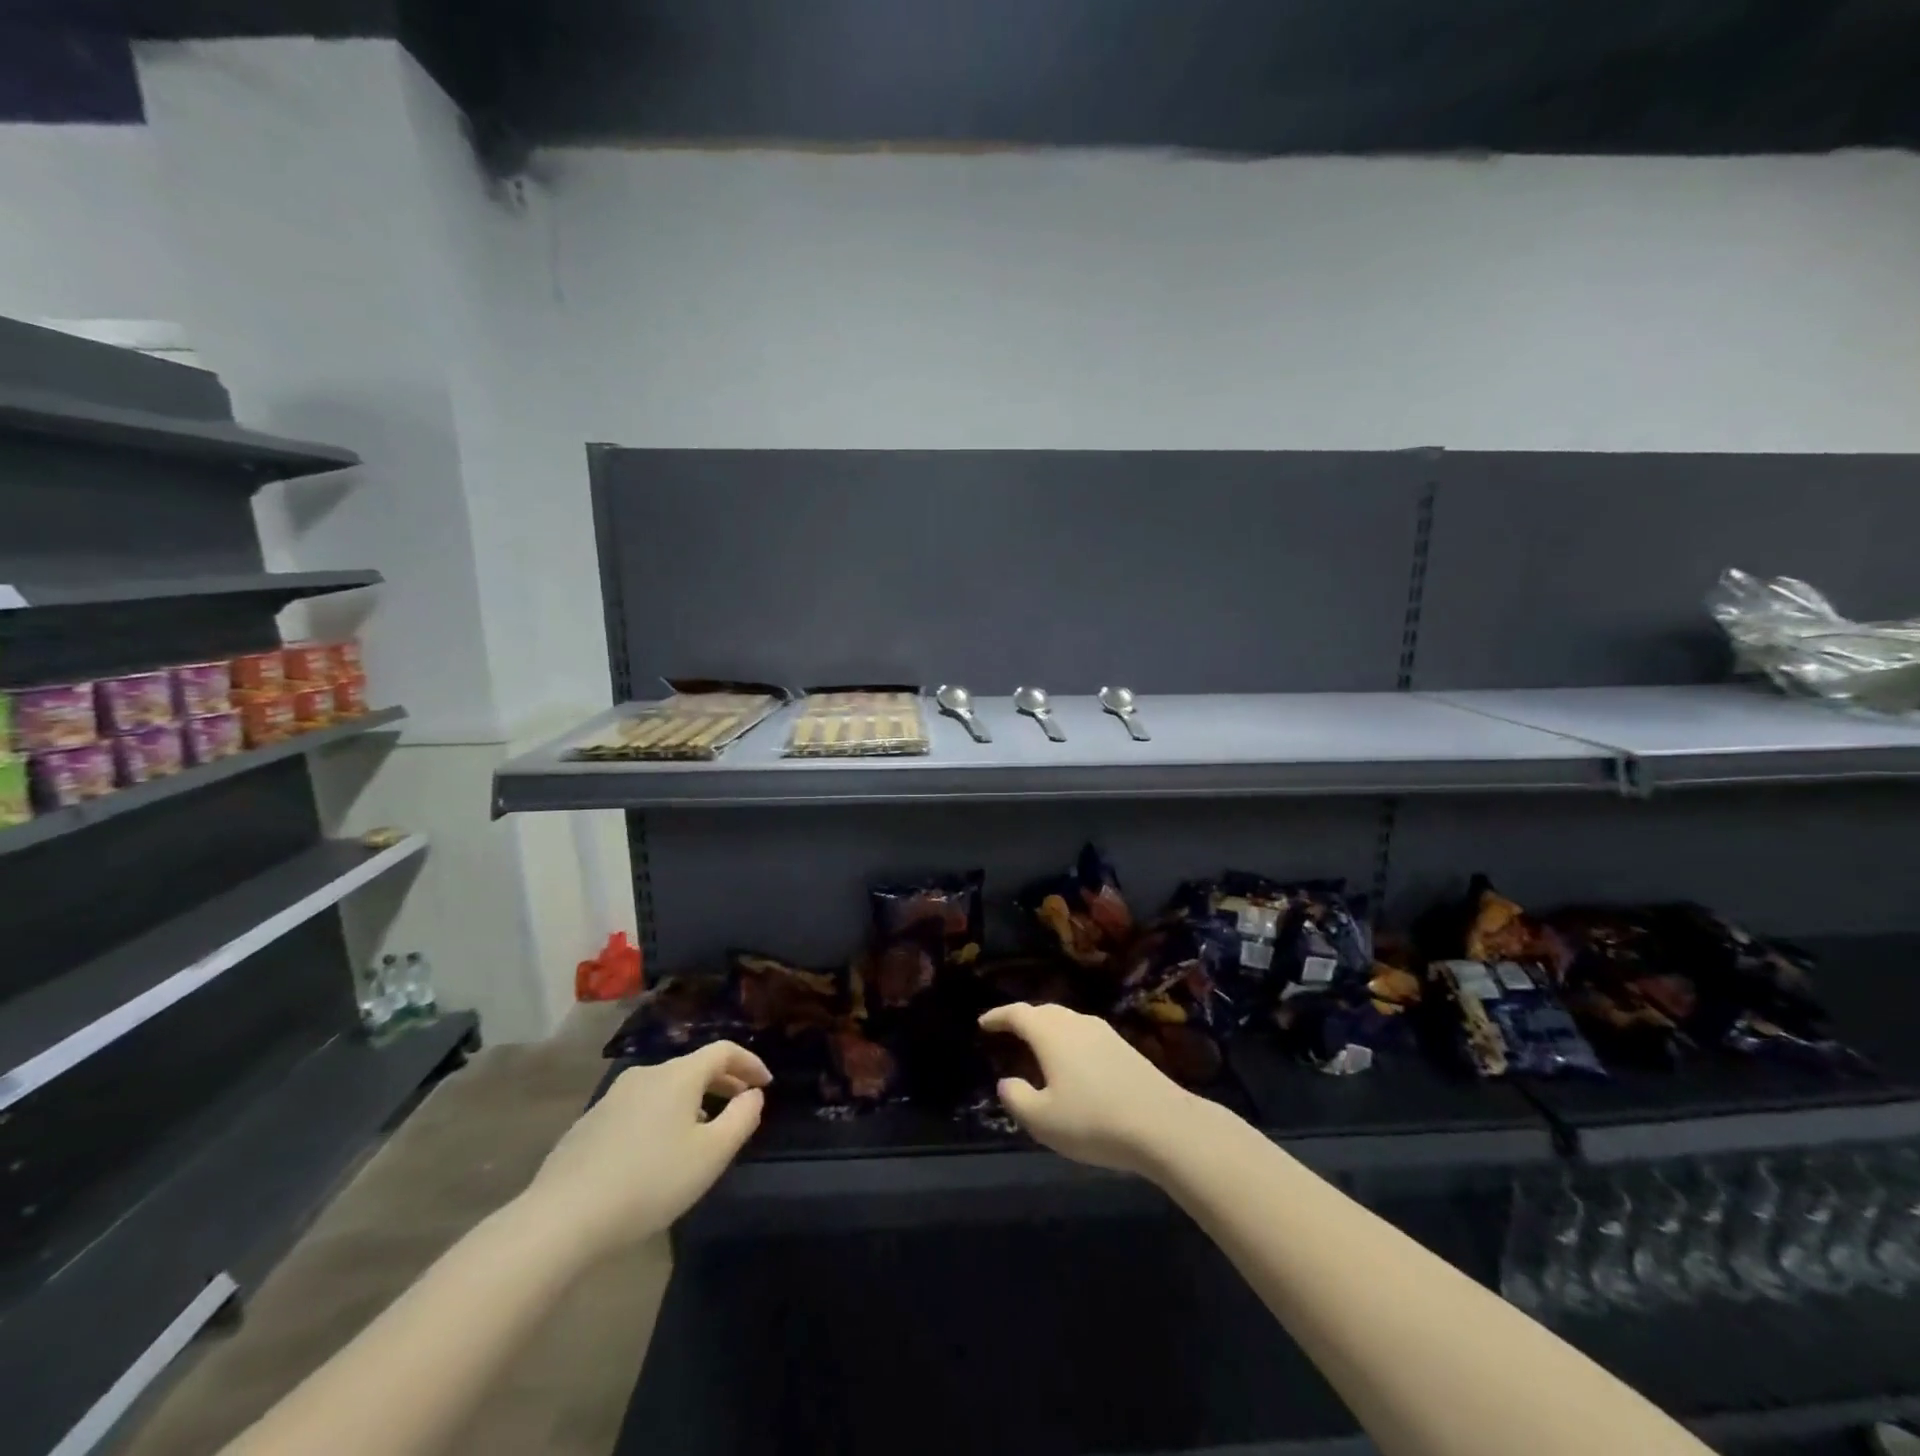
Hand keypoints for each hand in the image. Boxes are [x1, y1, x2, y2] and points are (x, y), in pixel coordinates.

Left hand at [520, 1042, 769, 1254]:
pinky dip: (661, 1117)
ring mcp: (613, 1097)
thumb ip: (741, 1119)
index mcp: (678, 1075)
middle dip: (722, 1083)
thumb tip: (753, 1095)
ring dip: (691, 1102)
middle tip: (740, 1106)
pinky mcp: (589, 1124)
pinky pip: (639, 1108)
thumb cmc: (649, 1182)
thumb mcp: (711, 1155)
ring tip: (701, 1133)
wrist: (561, 1218)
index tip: (766, 1084)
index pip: (723, 1051)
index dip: (749, 1063)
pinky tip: (657, 1153)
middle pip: (693, 1067)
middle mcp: (646, 1074)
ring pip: (665, 1089)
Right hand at [977, 1003, 1204, 1177]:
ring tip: (1037, 1046)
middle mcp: (1075, 1023)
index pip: (1018, 1014)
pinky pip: (1084, 1032)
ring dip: (1047, 1028)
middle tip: (1008, 1032)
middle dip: (1023, 1019)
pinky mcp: (1123, 1046)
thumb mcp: (1043, 1120)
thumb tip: (1006, 1081)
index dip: (998, 1016)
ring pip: (1066, 1020)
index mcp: (1051, 1033)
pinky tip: (1071, 1061)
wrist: (1163, 1124)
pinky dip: (1068, 1039)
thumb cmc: (1094, 1121)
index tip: (983, 1023)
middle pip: (1044, 1012)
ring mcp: (1103, 1032)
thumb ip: (1017, 1098)